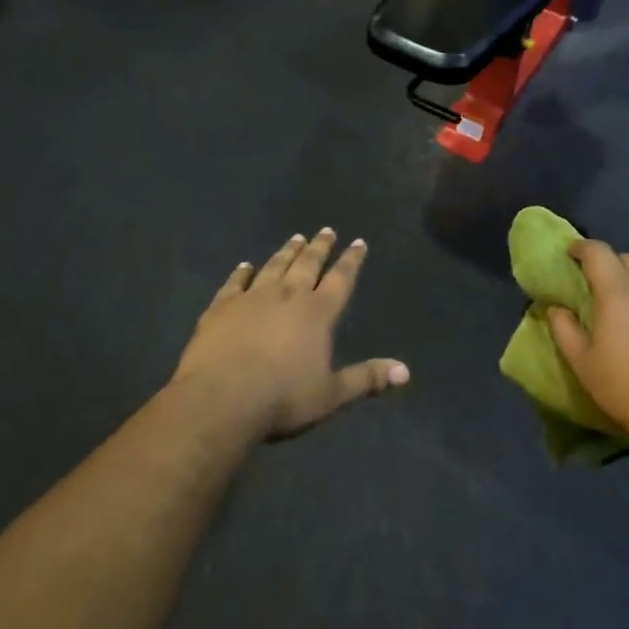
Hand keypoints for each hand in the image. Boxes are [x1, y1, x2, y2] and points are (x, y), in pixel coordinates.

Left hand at [174, 229, 409, 438]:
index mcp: (317, 313)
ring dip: (287, 252)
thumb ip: (366, 379)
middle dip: (320, 247)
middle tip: (326, 230)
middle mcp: (288, 295)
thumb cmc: (283, 398)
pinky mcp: (222, 306)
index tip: (358, 242)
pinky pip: (235, 282)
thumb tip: (405, 371)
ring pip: (274, 266)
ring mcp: (252, 297)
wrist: (222, 397)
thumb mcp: (331, 395)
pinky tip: (245, 265)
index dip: (351, 260)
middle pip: (307, 264)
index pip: (340, 279)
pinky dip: (241, 272)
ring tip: (296, 238)